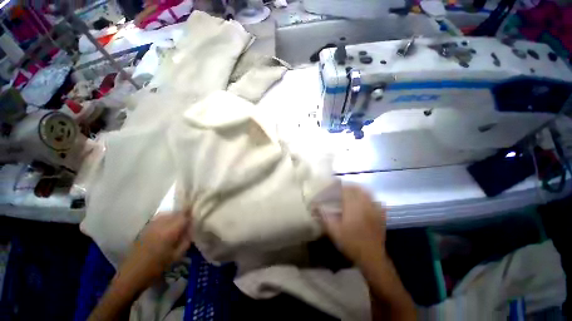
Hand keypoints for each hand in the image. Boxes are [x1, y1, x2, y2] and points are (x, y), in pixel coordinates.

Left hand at [114, 210, 192, 293]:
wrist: (132, 274)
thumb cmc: (157, 267)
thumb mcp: (177, 256)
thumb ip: (186, 240)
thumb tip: (192, 229)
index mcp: (170, 231)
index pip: (184, 215)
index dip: (191, 212)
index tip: (197, 211)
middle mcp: (161, 224)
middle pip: (176, 212)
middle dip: (184, 213)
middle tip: (190, 218)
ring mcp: (151, 225)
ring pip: (167, 213)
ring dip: (175, 215)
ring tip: (180, 221)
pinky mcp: (145, 228)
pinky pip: (159, 217)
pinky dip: (167, 217)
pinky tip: (168, 224)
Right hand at [319, 185, 386, 266]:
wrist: (372, 257)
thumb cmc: (351, 243)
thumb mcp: (333, 230)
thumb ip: (324, 216)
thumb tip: (314, 206)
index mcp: (353, 206)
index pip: (346, 189)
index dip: (338, 186)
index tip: (332, 186)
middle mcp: (365, 204)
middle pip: (357, 188)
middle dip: (348, 186)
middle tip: (341, 188)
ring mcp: (375, 209)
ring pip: (367, 193)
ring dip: (358, 190)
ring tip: (351, 191)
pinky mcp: (381, 216)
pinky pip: (376, 201)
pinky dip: (369, 198)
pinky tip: (365, 201)